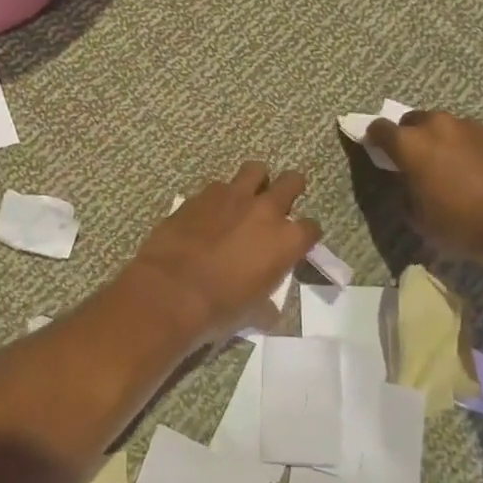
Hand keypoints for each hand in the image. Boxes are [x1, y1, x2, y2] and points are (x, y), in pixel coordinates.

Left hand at [124, 163, 320, 342]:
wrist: (171, 290)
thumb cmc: (220, 307)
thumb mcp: (254, 313)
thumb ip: (267, 306)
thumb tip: (268, 312)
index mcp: (286, 240)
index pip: (311, 228)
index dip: (306, 235)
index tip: (298, 242)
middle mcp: (265, 210)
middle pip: (291, 182)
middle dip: (291, 187)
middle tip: (281, 201)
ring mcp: (232, 197)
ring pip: (255, 170)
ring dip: (255, 181)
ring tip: (246, 196)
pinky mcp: (201, 195)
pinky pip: (218, 186)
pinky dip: (219, 196)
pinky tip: (210, 211)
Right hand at [363, 111, 482, 275]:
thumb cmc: (463, 225)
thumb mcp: (418, 219)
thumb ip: (404, 192)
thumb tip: (407, 181)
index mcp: (410, 144)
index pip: (379, 128)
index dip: (374, 139)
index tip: (377, 151)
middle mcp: (437, 125)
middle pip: (412, 121)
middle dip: (409, 137)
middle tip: (415, 162)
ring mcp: (470, 126)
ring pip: (444, 126)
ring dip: (439, 140)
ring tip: (449, 167)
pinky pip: (470, 135)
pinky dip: (465, 147)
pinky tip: (475, 171)